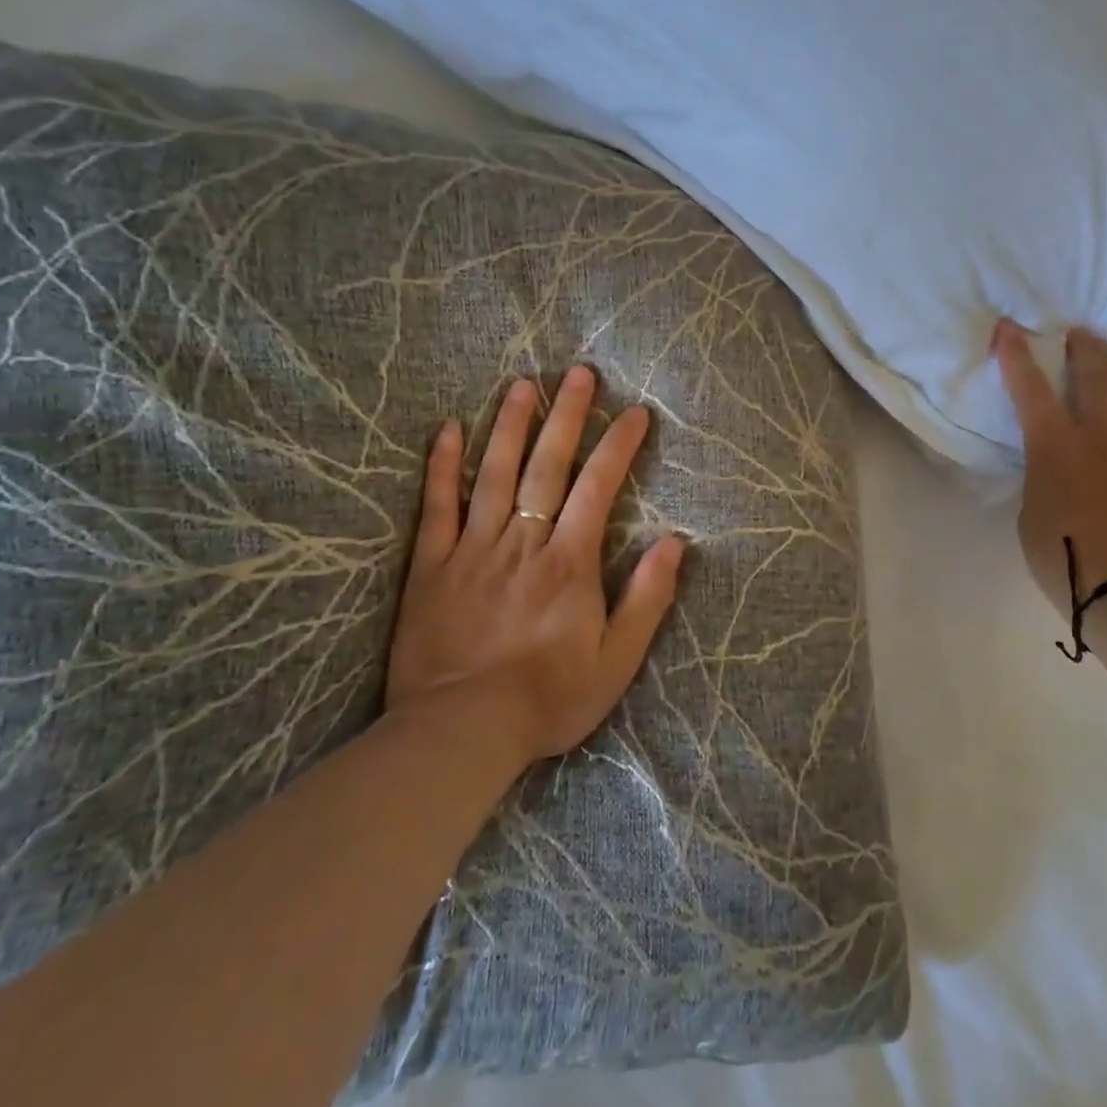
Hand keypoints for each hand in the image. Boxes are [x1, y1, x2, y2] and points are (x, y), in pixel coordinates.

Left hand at [386, 365, 684, 767]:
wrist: (461, 733)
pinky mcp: (431, 566)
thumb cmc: (548, 699)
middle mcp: (523, 541)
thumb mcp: (617, 660)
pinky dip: (442, 466)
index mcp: (570, 562)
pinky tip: (447, 430)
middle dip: (566, 415)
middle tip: (578, 374)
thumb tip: (674, 543)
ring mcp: (473, 549)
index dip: (619, 445)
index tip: (635, 412)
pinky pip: (436, 507)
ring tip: (522, 384)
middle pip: (547, 465)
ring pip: (494, 473)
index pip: (599, 486)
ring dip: (510, 425)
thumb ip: (647, 599)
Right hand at [992, 320, 1106, 618]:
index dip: (1016, 355)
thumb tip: (1058, 466)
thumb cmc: (1064, 560)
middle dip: (1085, 350)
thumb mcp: (1031, 514)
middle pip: (1095, 378)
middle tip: (1081, 334)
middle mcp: (1100, 438)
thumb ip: (1042, 478)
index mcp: (1055, 447)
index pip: (1030, 388)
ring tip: (1104, 391)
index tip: (1009, 327)